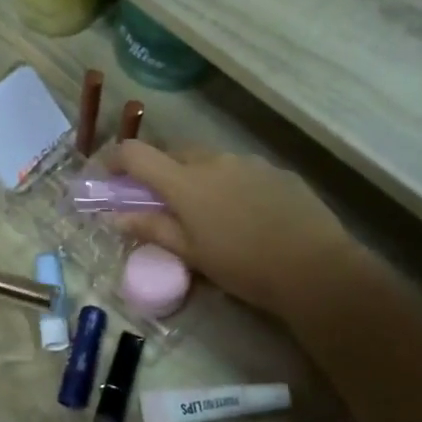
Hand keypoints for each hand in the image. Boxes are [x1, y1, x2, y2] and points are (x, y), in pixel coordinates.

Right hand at [103, 141, 365, 320]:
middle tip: (159, 200)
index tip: (107, 174)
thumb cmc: (242, 265)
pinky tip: (244, 213)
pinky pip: (240, 170)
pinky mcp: (276, 171)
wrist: (313, 267)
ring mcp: (248, 162)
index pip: (136, 154)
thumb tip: (115, 216)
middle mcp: (213, 160)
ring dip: (196, 176)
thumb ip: (151, 228)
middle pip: (173, 153)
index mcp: (185, 181)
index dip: (115, 159)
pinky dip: (229, 184)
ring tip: (207, 211)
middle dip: (159, 170)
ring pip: (209, 161)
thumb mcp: (191, 253)